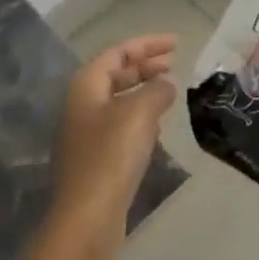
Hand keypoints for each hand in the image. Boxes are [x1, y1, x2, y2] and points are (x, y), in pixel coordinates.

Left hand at [51, 35, 179, 242]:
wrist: (87, 216)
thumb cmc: (111, 155)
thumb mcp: (140, 113)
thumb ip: (157, 90)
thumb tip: (165, 85)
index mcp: (86, 86)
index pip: (119, 52)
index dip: (148, 44)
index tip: (176, 43)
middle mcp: (81, 104)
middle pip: (115, 74)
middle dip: (145, 66)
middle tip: (174, 64)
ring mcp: (85, 133)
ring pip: (118, 100)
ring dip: (143, 91)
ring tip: (169, 90)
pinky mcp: (95, 157)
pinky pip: (120, 124)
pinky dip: (140, 117)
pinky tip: (158, 126)